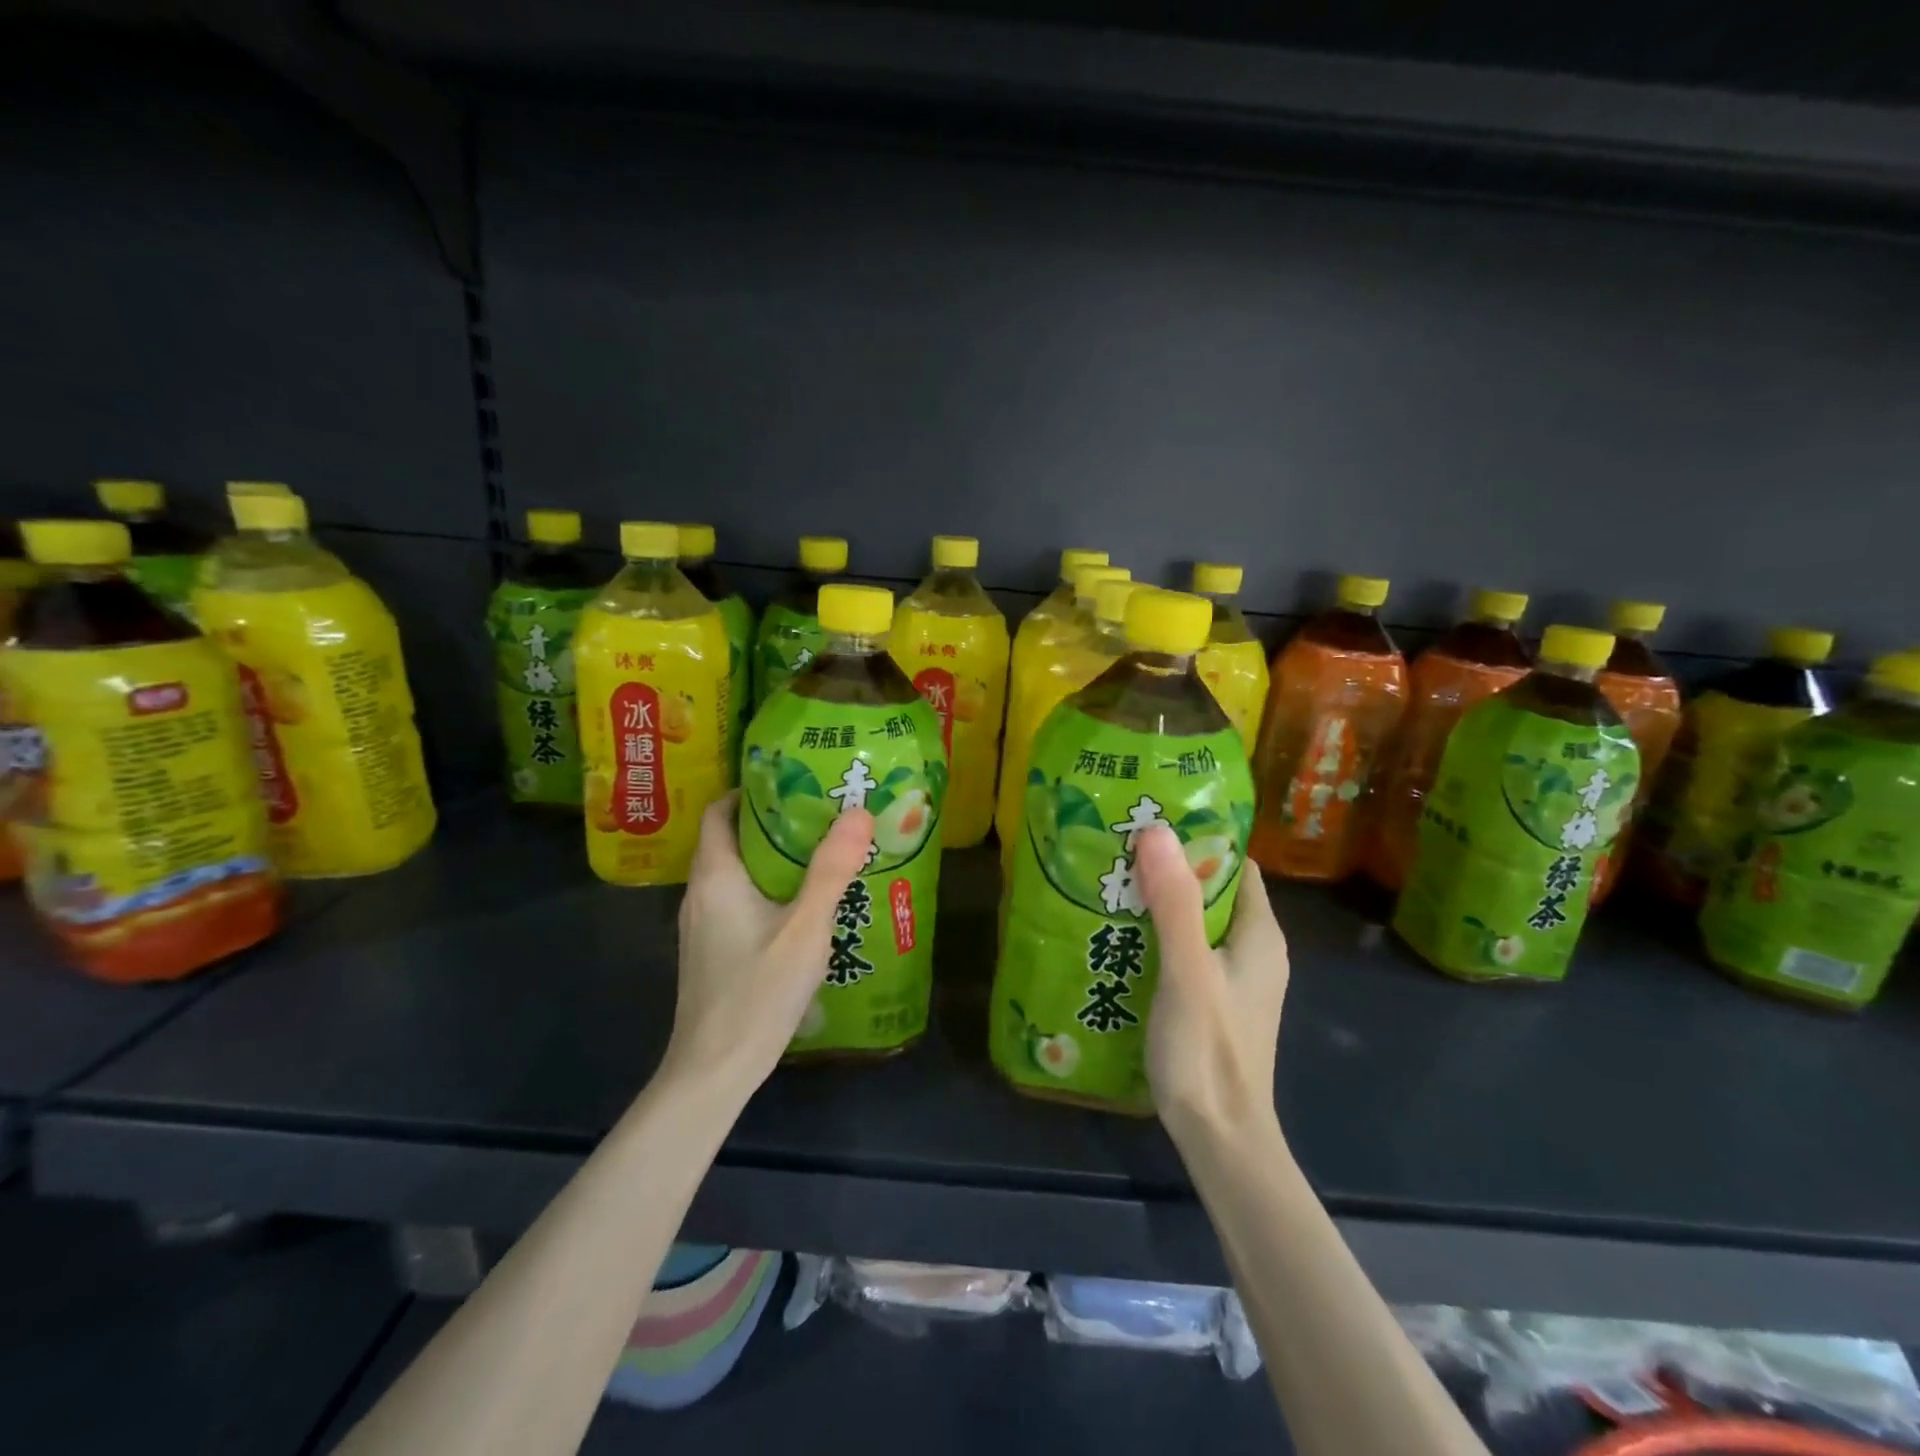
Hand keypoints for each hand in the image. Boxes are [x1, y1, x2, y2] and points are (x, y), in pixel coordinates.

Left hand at [665, 793, 875, 1093]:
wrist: (714, 1070)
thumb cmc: (757, 992)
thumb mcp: (805, 928)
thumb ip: (831, 870)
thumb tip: (859, 812)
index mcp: (716, 876)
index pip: (720, 811)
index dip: (750, 790)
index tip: (794, 781)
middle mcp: (701, 893)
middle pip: (731, 839)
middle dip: (773, 821)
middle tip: (822, 812)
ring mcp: (703, 925)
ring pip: (737, 872)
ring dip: (773, 857)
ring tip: (821, 852)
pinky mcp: (712, 950)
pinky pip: (738, 900)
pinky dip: (768, 888)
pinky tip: (803, 905)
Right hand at [1135, 825, 1288, 1141]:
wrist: (1220, 1139)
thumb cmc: (1209, 1052)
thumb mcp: (1188, 972)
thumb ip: (1174, 903)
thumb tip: (1157, 830)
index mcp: (1260, 934)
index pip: (1235, 864)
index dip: (1199, 840)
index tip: (1152, 823)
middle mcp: (1255, 950)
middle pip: (1212, 891)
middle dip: (1170, 869)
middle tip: (1119, 851)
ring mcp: (1235, 978)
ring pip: (1197, 922)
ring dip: (1160, 903)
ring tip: (1111, 885)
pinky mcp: (1214, 1001)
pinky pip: (1187, 951)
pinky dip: (1158, 937)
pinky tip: (1121, 937)